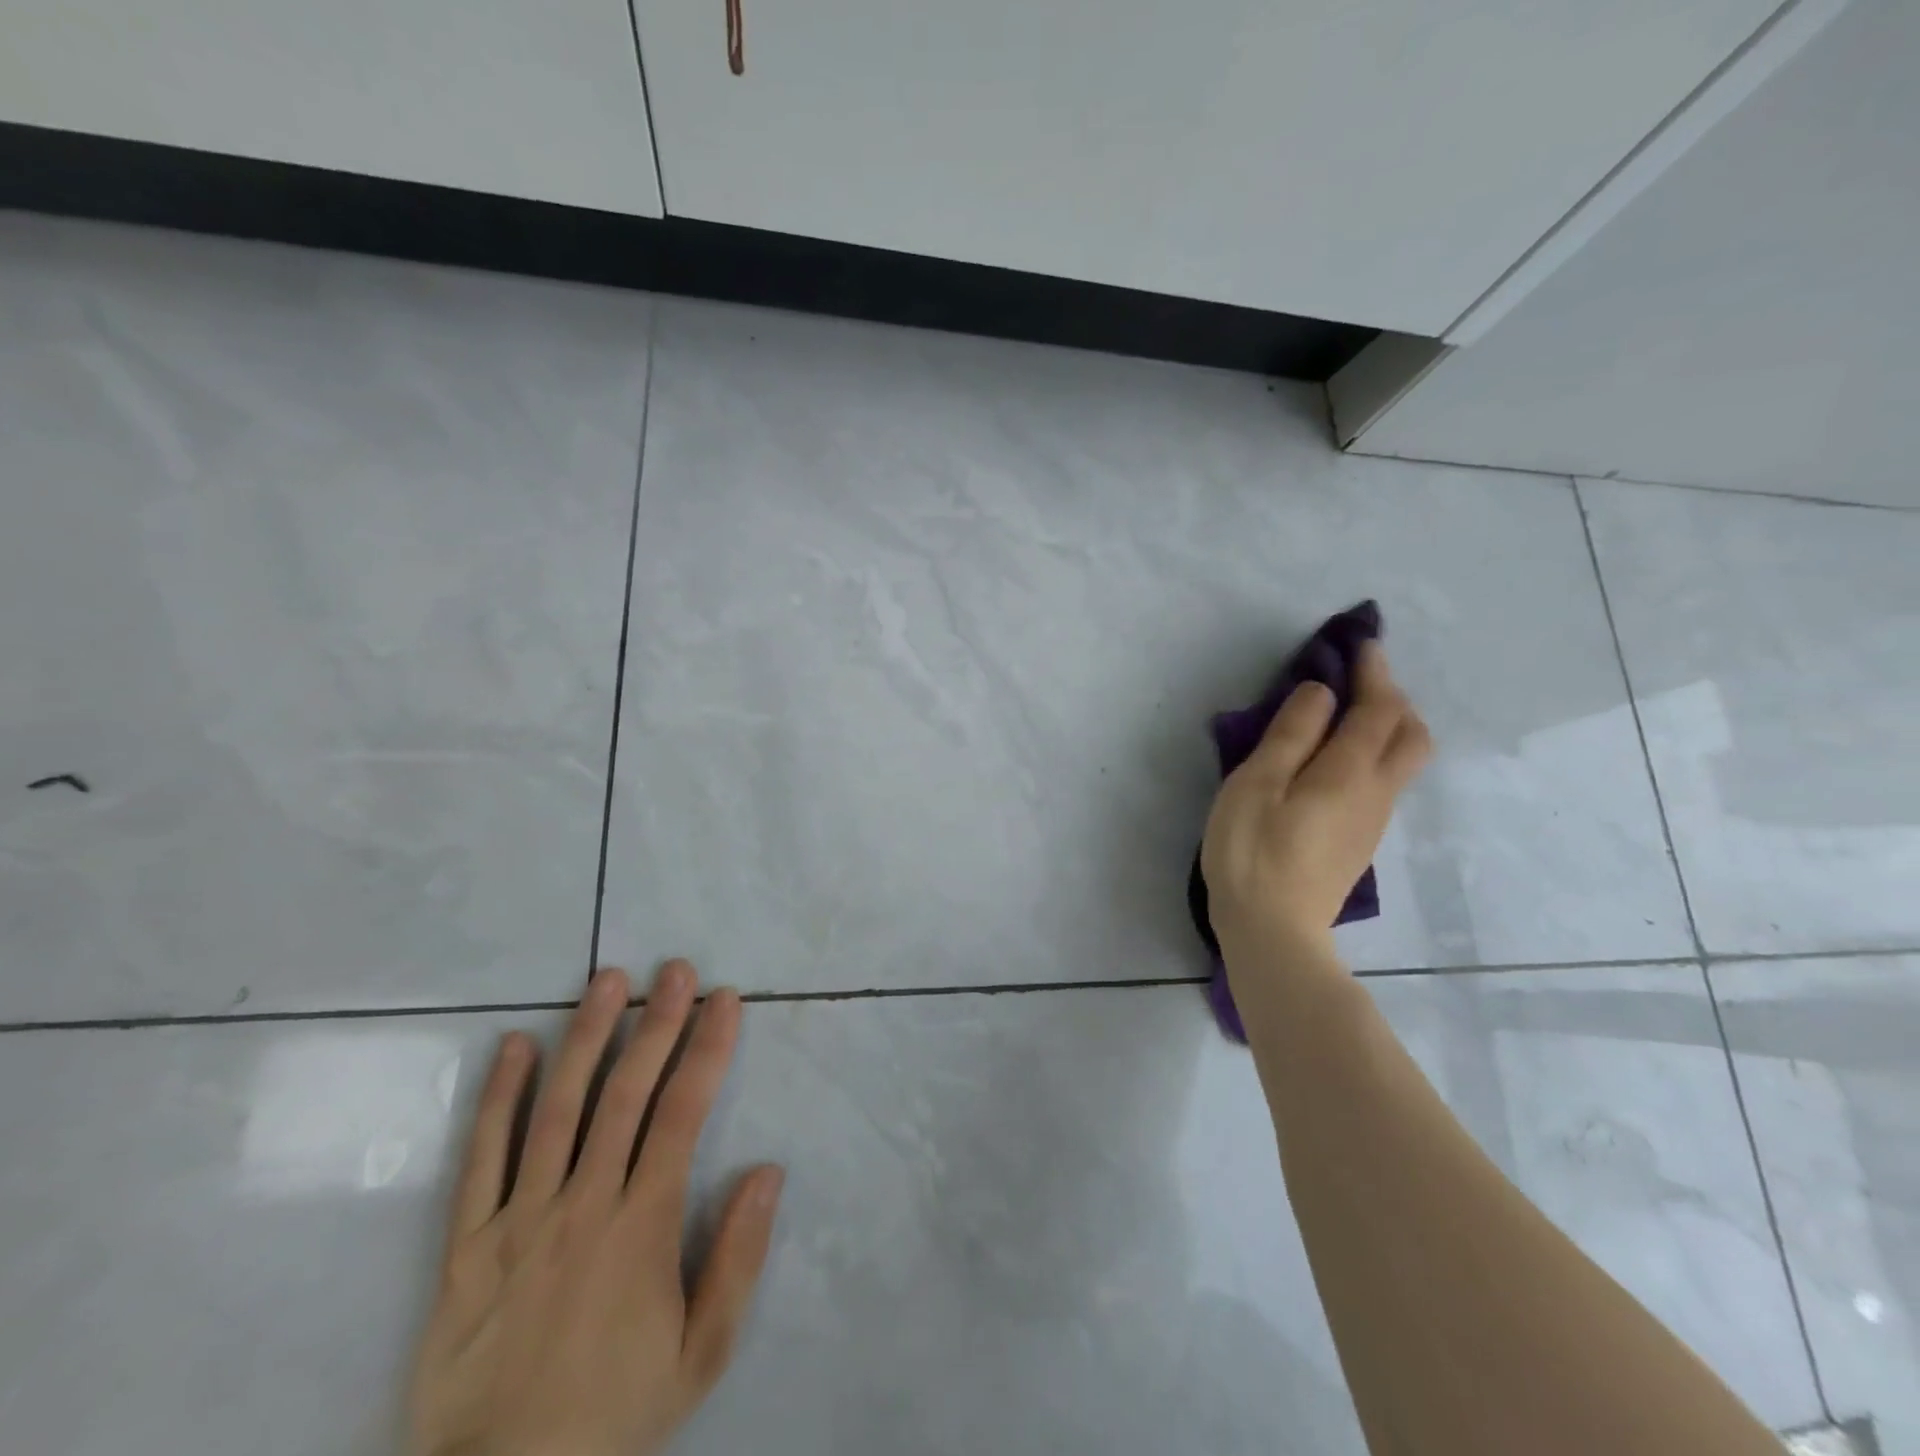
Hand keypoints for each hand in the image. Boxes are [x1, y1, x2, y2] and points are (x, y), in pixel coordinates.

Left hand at [407, 962, 783, 1455]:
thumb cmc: (617, 1413)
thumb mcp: (702, 1353)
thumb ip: (739, 1256)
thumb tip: (769, 1169)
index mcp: (642, 1225)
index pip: (683, 1113)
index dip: (707, 1049)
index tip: (724, 1000)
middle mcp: (584, 1204)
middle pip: (625, 1095)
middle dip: (656, 1024)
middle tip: (675, 969)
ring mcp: (519, 1220)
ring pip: (557, 1109)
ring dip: (585, 1037)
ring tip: (607, 980)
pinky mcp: (466, 1246)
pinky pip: (481, 1161)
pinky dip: (498, 1099)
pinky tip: (515, 1045)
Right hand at [1200, 640, 1430, 962]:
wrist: (1272, 932)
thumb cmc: (1252, 852)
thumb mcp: (1257, 785)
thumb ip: (1291, 735)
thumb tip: (1322, 693)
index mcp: (1349, 773)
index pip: (1379, 710)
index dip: (1375, 673)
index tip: (1362, 644)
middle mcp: (1375, 793)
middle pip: (1410, 735)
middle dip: (1393, 699)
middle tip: (1358, 681)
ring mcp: (1372, 822)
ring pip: (1400, 761)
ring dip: (1385, 726)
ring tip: (1345, 714)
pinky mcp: (1359, 842)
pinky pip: (1381, 782)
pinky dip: (1371, 754)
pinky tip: (1335, 760)